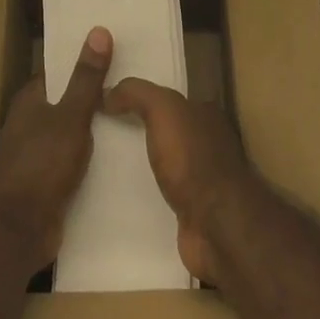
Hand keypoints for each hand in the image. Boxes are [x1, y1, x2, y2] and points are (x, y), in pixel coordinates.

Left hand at [0, 26, 111, 270]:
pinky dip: (92, 159)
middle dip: (95, 97)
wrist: (17, 229)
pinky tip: (120, 159)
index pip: (58, 72)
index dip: (83, 63)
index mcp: (30, 101)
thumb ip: (86, 78)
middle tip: (134, 88)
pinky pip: (73, 163)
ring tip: (136, 120)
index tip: (116, 55)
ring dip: (96, 131)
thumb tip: (99, 30)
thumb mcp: (71, 116)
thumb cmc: (41, 163)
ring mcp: (37, 155)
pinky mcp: (46, 183)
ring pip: (71, 134)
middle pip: (66, 102)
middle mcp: (30, 124)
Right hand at [103, 78, 257, 283]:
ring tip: (105, 166)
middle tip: (102, 134)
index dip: (144, 97)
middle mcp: (209, 142)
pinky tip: (123, 196)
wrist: (217, 226)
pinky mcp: (193, 210)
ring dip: (143, 164)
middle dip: (140, 130)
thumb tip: (108, 92)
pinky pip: (163, 194)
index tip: (110, 103)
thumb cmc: (192, 159)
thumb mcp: (164, 109)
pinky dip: (147, 193)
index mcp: (207, 114)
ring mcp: (203, 179)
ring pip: (166, 162)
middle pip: (168, 130)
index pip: (171, 99)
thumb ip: (137, 93)